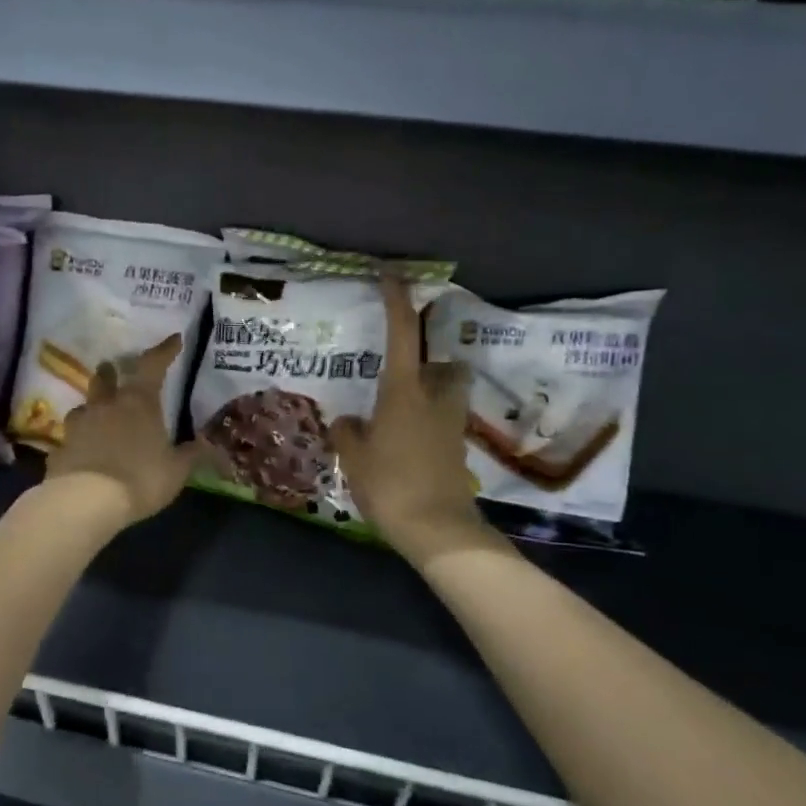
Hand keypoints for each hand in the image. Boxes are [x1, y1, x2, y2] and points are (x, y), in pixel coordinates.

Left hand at [44, 334, 197, 527]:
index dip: (164, 351)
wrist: (86, 500)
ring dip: (91, 407)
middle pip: (105, 379)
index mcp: (139, 403)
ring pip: (83, 407)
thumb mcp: (177, 470)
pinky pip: (70, 439)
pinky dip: (78, 441)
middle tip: (112, 368)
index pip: (152, 366)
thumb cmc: (141, 478)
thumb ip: (193, 455)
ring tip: (96, 413)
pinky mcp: (60, 448)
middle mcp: (106, 406)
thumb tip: (212, 445)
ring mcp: (78, 425)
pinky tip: (82, 452)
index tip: (174, 339)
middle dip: (110, 372)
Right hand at [331, 280, 506, 566]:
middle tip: (406, 375)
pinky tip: (405, 445)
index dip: (397, 302)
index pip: (402, 335)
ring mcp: (451, 426)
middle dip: (434, 363)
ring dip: (432, 395)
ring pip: (448, 395)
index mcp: (404, 392)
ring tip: (401, 413)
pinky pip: (443, 424)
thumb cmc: (390, 484)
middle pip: (446, 366)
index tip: (392, 276)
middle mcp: (434, 400)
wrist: (436, 528)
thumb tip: (348, 421)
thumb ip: (348, 432)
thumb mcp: (353, 457)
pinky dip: (428, 425)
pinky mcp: (457, 450)